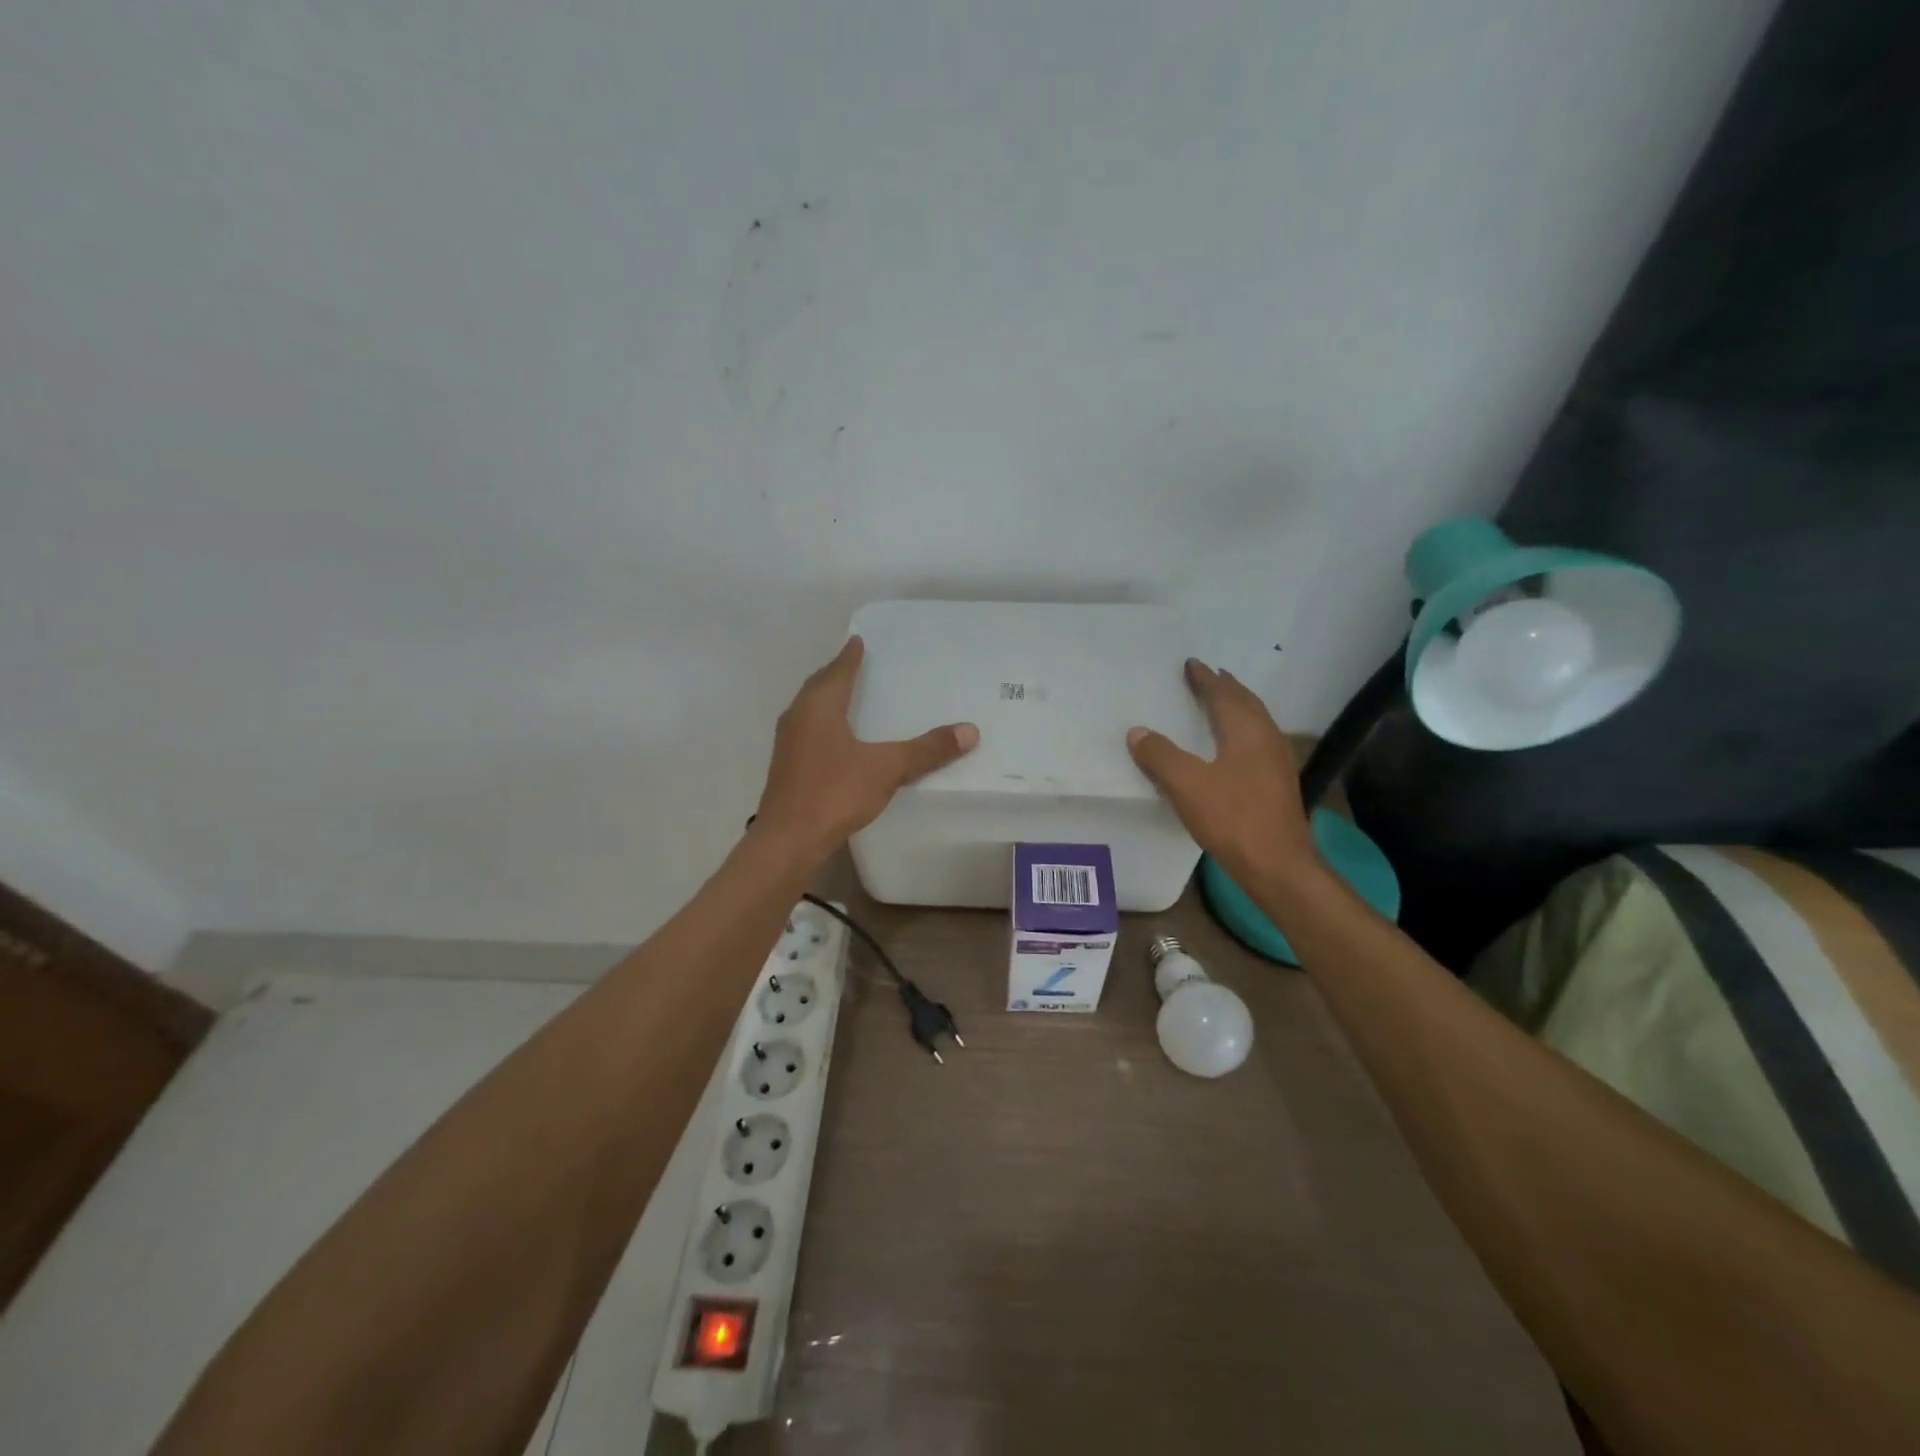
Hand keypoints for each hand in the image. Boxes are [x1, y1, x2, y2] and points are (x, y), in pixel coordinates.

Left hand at [755, 636, 978, 863]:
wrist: (788, 840)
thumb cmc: (834, 793)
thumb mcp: (887, 768)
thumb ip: (926, 750)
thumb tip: (970, 731)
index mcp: (818, 707)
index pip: (837, 671)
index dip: (850, 656)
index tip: (858, 640)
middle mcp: (798, 717)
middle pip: (819, 686)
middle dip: (837, 674)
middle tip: (856, 664)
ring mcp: (788, 743)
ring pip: (810, 710)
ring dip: (828, 699)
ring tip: (849, 697)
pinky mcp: (787, 767)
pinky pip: (809, 731)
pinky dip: (824, 724)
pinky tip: (838, 738)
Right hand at [1127, 659, 1314, 883]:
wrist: (1278, 865)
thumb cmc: (1233, 819)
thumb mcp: (1187, 785)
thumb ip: (1160, 756)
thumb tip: (1137, 731)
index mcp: (1247, 731)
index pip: (1224, 694)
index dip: (1205, 679)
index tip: (1191, 664)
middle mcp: (1267, 738)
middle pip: (1246, 703)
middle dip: (1225, 688)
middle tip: (1207, 677)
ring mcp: (1277, 762)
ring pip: (1255, 721)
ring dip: (1236, 707)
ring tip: (1219, 703)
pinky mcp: (1278, 783)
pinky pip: (1257, 741)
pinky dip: (1241, 730)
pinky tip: (1231, 746)